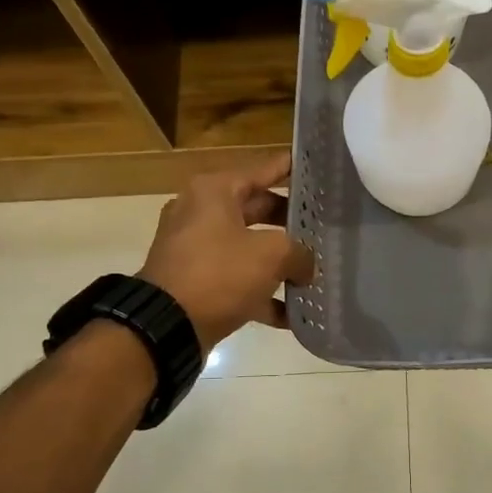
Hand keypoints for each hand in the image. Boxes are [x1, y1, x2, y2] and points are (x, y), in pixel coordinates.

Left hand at [138, 153, 316, 350]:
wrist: (166, 325)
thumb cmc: (219, 273)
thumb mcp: (271, 255)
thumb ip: (299, 253)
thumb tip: (306, 266)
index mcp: (214, 191)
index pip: (262, 170)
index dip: (290, 168)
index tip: (316, 167)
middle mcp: (201, 213)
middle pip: (257, 210)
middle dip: (291, 223)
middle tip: (325, 225)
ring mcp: (196, 250)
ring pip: (248, 248)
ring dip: (280, 263)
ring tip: (316, 270)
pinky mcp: (196, 283)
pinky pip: (237, 282)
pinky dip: (263, 295)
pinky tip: (295, 314)